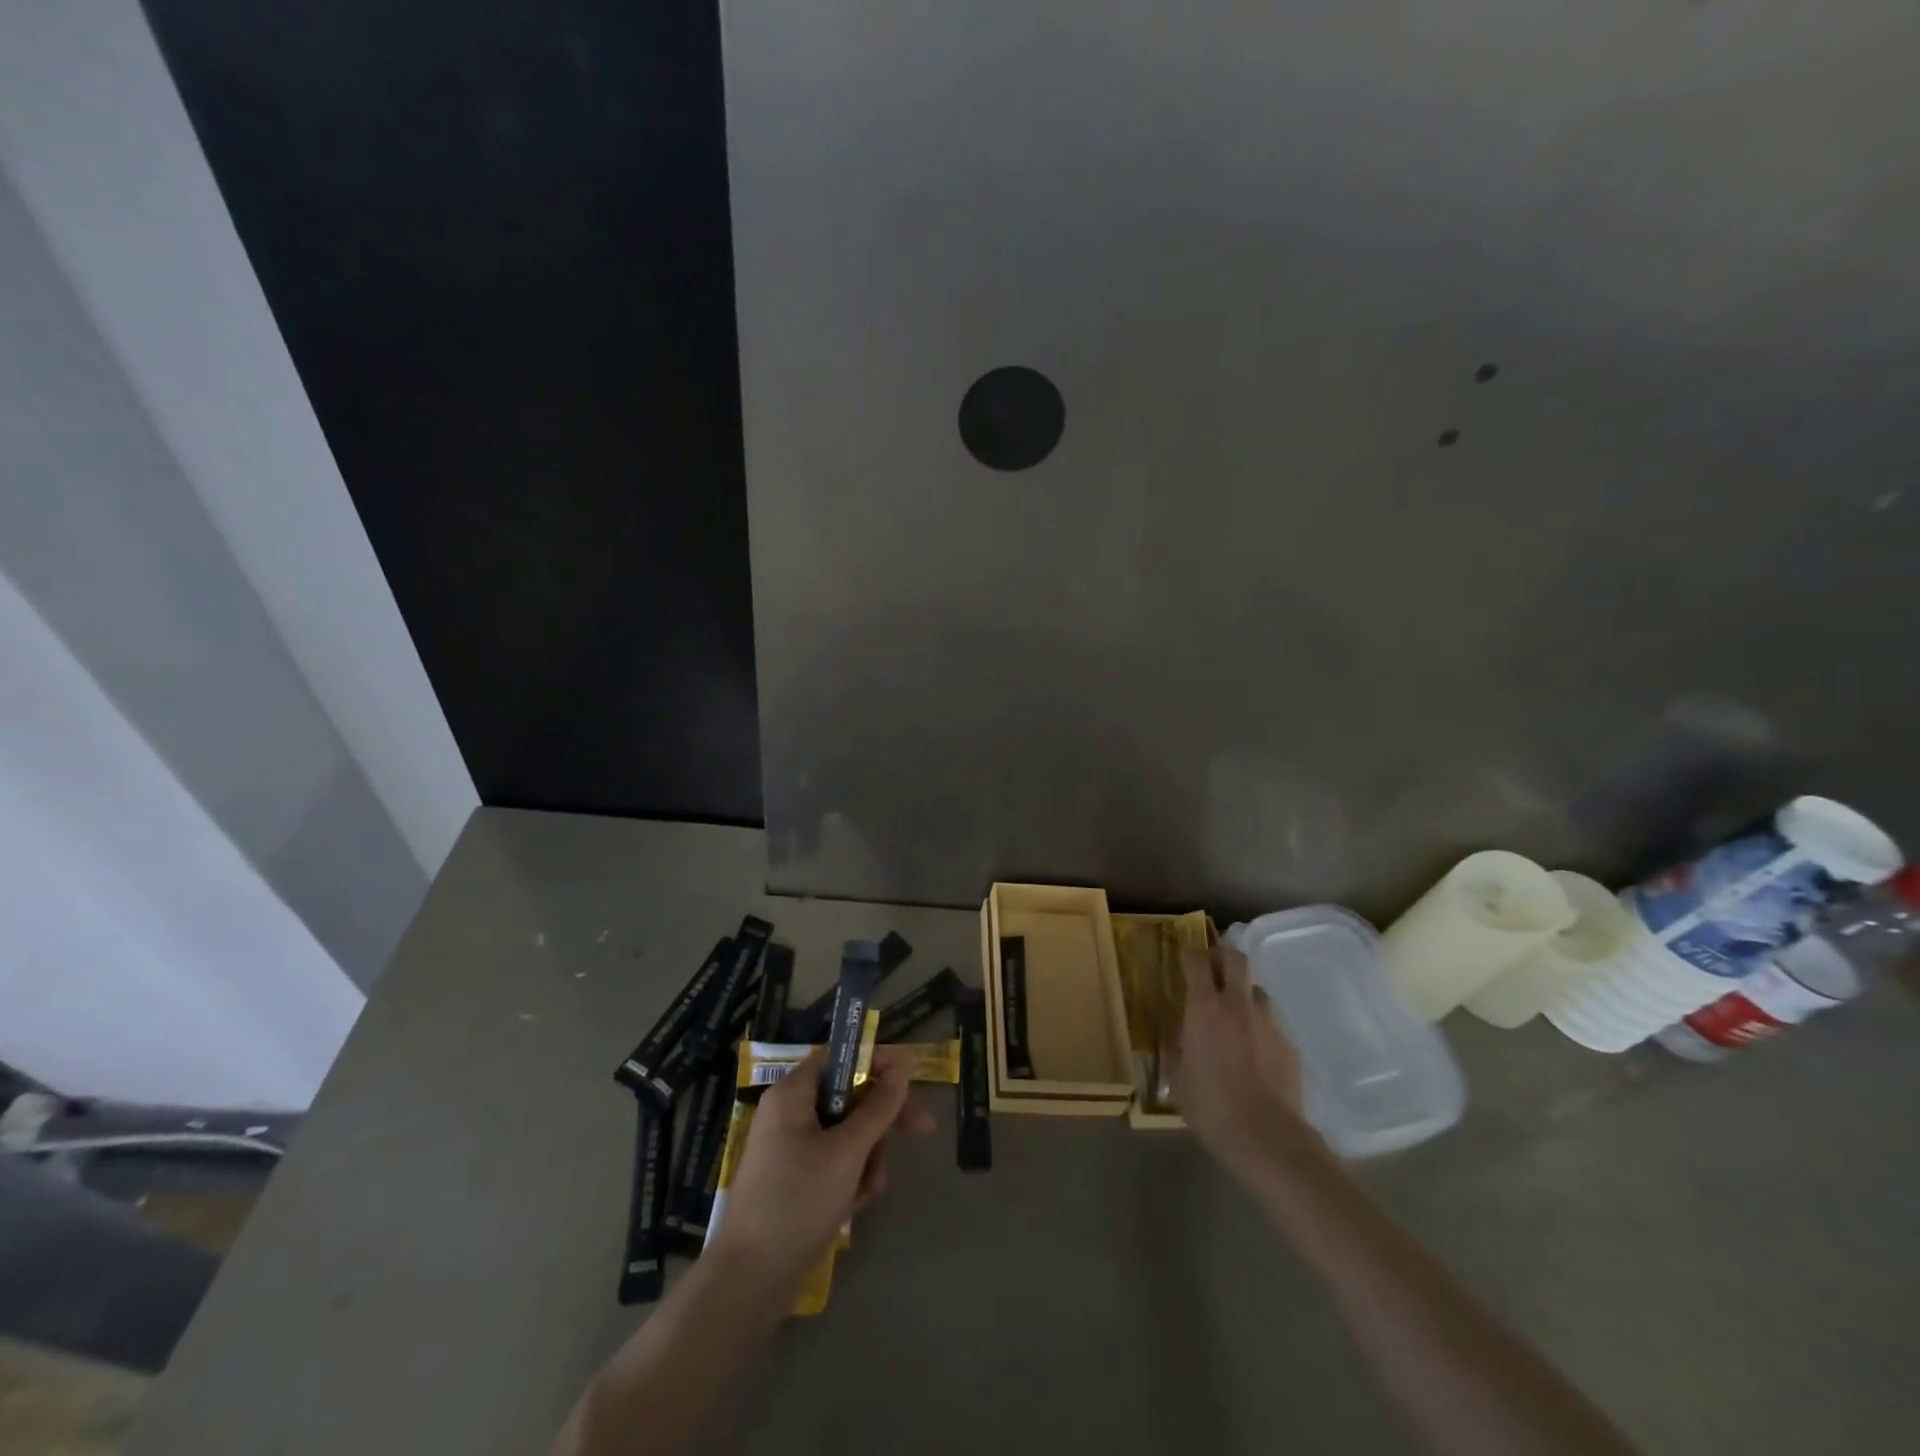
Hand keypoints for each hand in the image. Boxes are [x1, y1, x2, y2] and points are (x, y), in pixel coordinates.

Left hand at [709, 1046, 934, 1291]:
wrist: (751, 1282)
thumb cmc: (798, 1201)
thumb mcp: (847, 1151)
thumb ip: (878, 1107)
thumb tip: (902, 1067)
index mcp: (792, 1094)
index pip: (839, 1056)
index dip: (875, 1061)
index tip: (910, 1077)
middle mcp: (790, 1113)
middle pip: (848, 1096)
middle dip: (881, 1119)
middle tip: (922, 1129)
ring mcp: (791, 1148)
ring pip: (847, 1133)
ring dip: (868, 1156)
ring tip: (867, 1189)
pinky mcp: (796, 1180)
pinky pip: (835, 1162)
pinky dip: (852, 1178)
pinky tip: (855, 1206)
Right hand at [1173, 945, 1322, 1179]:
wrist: (1267, 1137)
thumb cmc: (1211, 1106)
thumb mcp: (1179, 1078)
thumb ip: (1178, 1048)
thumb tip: (1179, 1035)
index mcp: (1204, 1007)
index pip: (1197, 961)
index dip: (1190, 954)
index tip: (1185, 958)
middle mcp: (1237, 1005)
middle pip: (1236, 959)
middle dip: (1223, 957)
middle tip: (1214, 970)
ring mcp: (1268, 1023)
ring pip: (1257, 991)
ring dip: (1244, 995)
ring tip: (1236, 1017)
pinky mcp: (1289, 1045)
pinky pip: (1272, 1025)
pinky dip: (1261, 1029)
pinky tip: (1256, 1055)